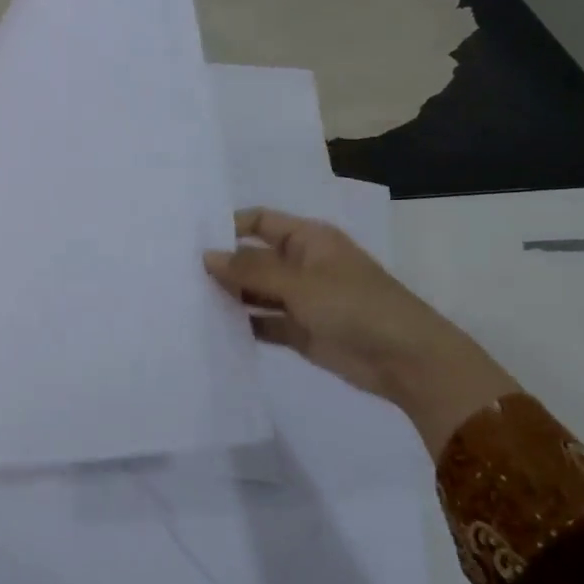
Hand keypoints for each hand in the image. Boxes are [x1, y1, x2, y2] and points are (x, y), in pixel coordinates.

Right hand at [203, 207, 518, 455]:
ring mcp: (300, 298)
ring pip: (255, 291)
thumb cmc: (355, 306)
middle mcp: (301, 264)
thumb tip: (207, 256)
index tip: (190, 240)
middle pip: (253, 258)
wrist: (406, 360)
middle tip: (177, 273)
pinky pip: (263, 322)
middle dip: (222, 265)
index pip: (259, 222)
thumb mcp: (299, 283)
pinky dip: (243, 324)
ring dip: (230, 296)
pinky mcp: (300, 330)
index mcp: (307, 239)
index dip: (228, 227)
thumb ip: (250, 271)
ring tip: (187, 300)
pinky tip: (213, 327)